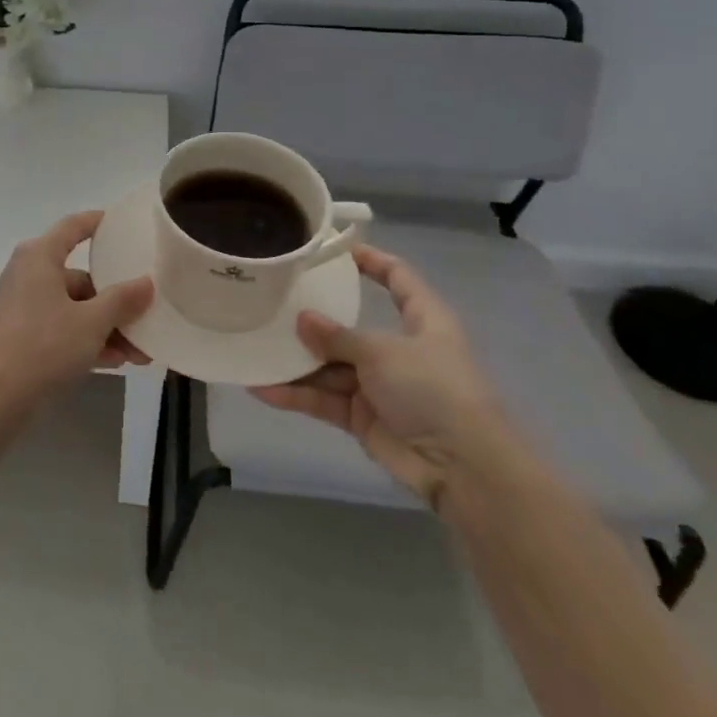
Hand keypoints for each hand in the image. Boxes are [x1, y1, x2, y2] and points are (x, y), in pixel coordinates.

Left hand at [0, 211, 154, 405]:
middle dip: (116, 301)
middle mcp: (28, 273)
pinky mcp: (20, 335)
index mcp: (39, 256)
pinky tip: (115, 361)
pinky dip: (86, 340)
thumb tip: (146, 283)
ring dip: (106, 327)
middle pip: (80, 277)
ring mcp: (22, 305)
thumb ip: (122, 300)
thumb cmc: (44, 345)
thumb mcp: (92, 322)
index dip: (99, 223)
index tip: (124, 225)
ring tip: (140, 353)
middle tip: (147, 316)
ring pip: (74, 308)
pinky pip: (61, 328)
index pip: (73, 227)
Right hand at [249, 244, 507, 508]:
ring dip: (296, 361)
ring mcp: (380, 385)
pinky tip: (260, 387)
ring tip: (254, 346)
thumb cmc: (432, 389)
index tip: (336, 248)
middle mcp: (400, 349)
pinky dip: (296, 394)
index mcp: (422, 321)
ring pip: (330, 366)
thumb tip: (302, 319)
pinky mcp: (364, 417)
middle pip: (350, 326)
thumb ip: (337, 336)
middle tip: (272, 301)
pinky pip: (324, 399)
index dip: (372, 260)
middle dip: (313, 319)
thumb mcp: (382, 351)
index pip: (399, 279)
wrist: (462, 467)